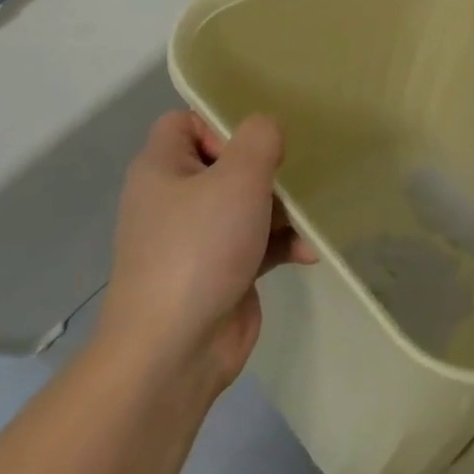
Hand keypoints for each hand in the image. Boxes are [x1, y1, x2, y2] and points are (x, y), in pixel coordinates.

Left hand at [94, 112, 316, 397]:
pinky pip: (257, 241)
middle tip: (295, 172)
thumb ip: (260, 138)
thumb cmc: (199, 248)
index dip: (220, 121)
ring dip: (283, 207)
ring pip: (247, 203)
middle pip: (226, 162)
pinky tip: (309, 251)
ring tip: (312, 214)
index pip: (185, 122)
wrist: (174, 352)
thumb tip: (268, 129)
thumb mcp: (237, 177)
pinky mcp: (221, 271)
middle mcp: (174, 200)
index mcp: (162, 169)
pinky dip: (282, 242)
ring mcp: (197, 239)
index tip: (256, 142)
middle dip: (266, 167)